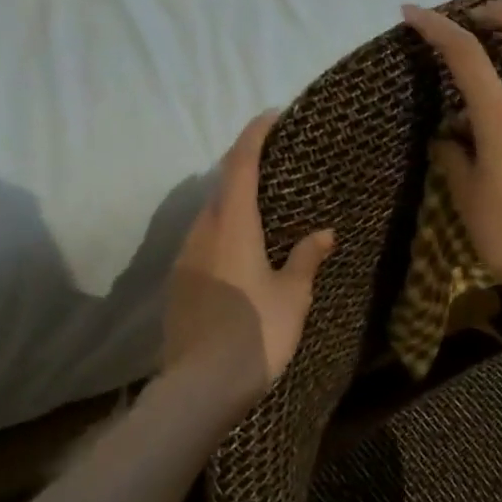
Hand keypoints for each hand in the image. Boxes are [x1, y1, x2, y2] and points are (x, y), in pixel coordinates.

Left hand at [163, 111, 335, 414]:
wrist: (200, 386)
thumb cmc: (256, 334)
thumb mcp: (292, 296)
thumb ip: (306, 259)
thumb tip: (323, 233)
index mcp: (232, 226)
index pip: (240, 164)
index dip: (255, 135)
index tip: (271, 116)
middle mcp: (202, 233)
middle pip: (221, 188)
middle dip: (244, 170)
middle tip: (275, 170)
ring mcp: (184, 259)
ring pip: (209, 217)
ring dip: (232, 205)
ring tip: (261, 213)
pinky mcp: (177, 284)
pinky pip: (202, 244)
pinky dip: (222, 234)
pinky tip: (240, 255)